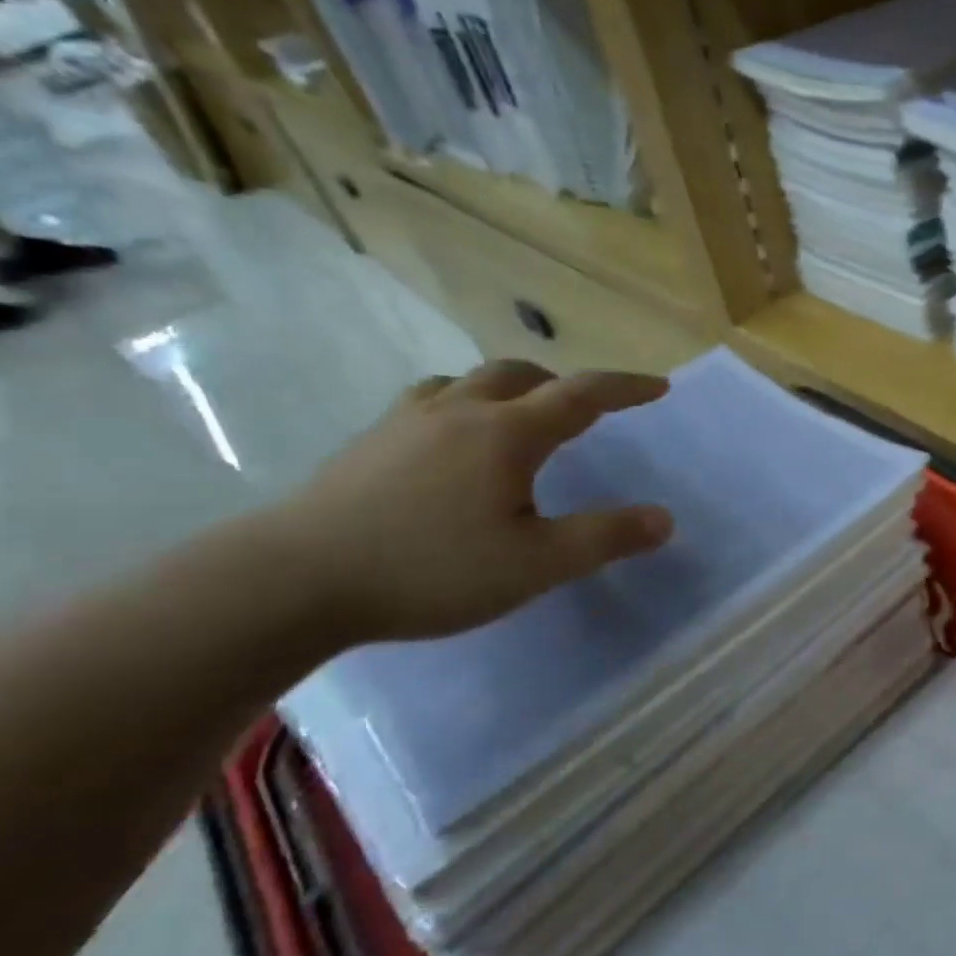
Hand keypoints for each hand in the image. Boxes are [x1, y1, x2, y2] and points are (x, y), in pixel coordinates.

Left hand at [267, 361, 673, 644]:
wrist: (291, 581)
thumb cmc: (429, 569)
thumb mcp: (535, 565)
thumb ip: (605, 538)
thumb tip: (665, 518)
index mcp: (507, 434)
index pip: (581, 395)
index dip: (624, 387)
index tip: (658, 386)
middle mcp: (459, 412)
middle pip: (520, 374)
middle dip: (563, 384)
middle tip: (586, 412)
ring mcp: (406, 422)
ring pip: (469, 382)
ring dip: (509, 390)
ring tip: (520, 422)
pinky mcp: (369, 443)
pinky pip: (429, 402)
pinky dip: (461, 406)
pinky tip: (452, 444)